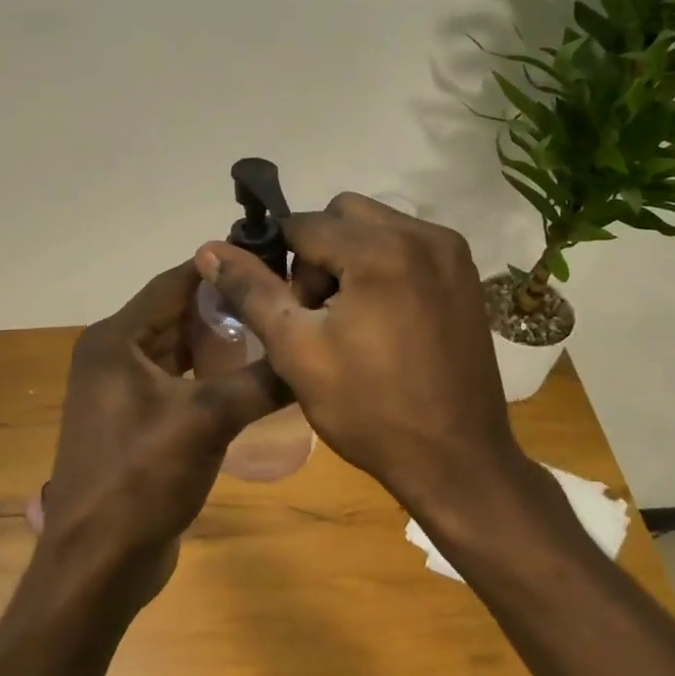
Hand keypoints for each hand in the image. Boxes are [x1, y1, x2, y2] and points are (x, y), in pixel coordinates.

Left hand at [31, 261, 283, 605]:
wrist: (98, 563)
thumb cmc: (140, 480)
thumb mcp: (205, 422)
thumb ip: (259, 382)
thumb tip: (311, 353)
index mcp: (115, 340)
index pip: (174, 283)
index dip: (220, 268)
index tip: (272, 259)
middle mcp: (114, 356)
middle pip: (177, 314)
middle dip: (227, 307)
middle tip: (283, 298)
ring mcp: (123, 391)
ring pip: (179, 350)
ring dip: (220, 343)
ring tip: (276, 332)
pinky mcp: (137, 421)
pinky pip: (179, 382)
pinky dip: (210, 376)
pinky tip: (250, 378)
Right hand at [195, 194, 529, 515]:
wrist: (456, 460)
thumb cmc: (369, 409)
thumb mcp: (297, 351)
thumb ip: (252, 291)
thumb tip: (209, 249)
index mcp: (381, 250)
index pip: (304, 224)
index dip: (280, 262)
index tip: (285, 309)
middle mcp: (423, 235)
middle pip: (343, 215)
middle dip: (318, 254)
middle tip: (319, 315)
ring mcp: (451, 253)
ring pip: (376, 227)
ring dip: (350, 258)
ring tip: (351, 320)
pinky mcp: (465, 275)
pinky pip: (407, 246)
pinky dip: (383, 267)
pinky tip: (384, 321)